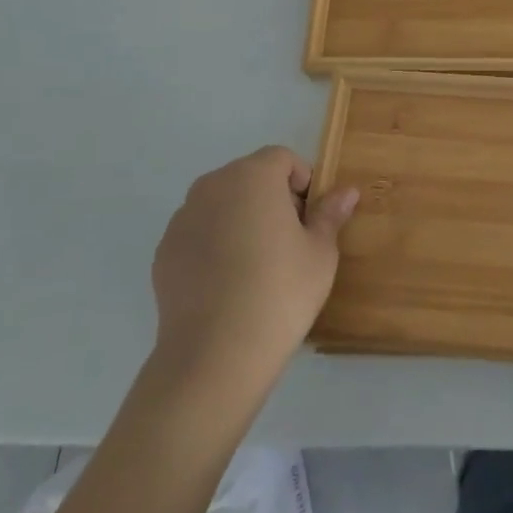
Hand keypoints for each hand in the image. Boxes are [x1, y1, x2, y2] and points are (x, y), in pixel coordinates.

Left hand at [150, 146, 357, 395]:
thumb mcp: (321, 252)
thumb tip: (347, 191)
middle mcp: (212, 186)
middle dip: (271, 198)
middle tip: (290, 240)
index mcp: (253, 176)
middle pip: (249, 177)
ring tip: (257, 264)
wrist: (216, 353)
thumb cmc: (281, 291)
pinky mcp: (164, 252)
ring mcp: (182, 219)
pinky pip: (199, 233)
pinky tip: (229, 283)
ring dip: (241, 219)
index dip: (302, 181)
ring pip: (221, 204)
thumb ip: (330, 214)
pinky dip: (215, 244)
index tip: (311, 218)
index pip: (282, 158)